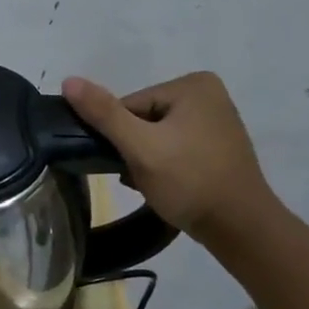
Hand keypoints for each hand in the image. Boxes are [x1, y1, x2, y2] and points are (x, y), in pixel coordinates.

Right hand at [62, 71, 280, 243]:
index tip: (126, 162)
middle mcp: (208, 95)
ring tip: (150, 183)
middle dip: (132, 149)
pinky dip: (162, 166)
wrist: (240, 228)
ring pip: (155, 136)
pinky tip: (164, 186)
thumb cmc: (189, 181)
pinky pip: (173, 148)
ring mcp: (215, 121)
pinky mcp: (216, 146)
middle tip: (138, 176)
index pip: (129, 105)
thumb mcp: (140, 146)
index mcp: (192, 85)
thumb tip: (68, 80)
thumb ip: (103, 113)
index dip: (119, 136)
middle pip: (141, 119)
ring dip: (144, 160)